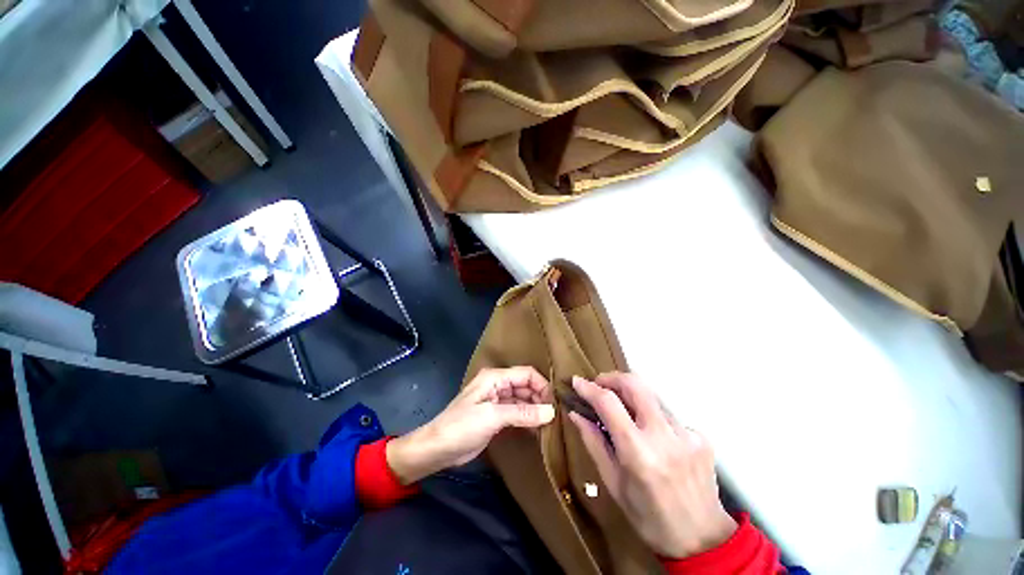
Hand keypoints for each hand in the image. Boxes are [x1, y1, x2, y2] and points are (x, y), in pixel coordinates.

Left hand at [387, 367, 554, 484]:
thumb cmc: (462, 426)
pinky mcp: (496, 416)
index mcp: (495, 377)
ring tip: (550, 425)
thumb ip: (522, 413)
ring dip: (535, 410)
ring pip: (523, 400)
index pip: (526, 373)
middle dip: (540, 398)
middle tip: (554, 418)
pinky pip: (517, 412)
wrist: (437, 449)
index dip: (542, 385)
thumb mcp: (492, 417)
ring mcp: (497, 401)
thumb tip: (551, 412)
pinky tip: (538, 430)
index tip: (554, 404)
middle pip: (526, 386)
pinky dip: (528, 419)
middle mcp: (498, 385)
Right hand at [568, 373, 735, 558]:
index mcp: (638, 452)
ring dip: (632, 398)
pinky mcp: (701, 436)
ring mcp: (687, 434)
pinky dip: (653, 418)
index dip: (589, 388)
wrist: (703, 540)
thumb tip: (576, 413)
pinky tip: (654, 438)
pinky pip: (668, 414)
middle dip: (612, 378)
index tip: (576, 381)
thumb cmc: (649, 517)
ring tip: (624, 413)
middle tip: (599, 385)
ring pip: (652, 397)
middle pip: (635, 384)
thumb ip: (594, 443)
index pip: (609, 403)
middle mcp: (664, 436)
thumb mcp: (613, 484)